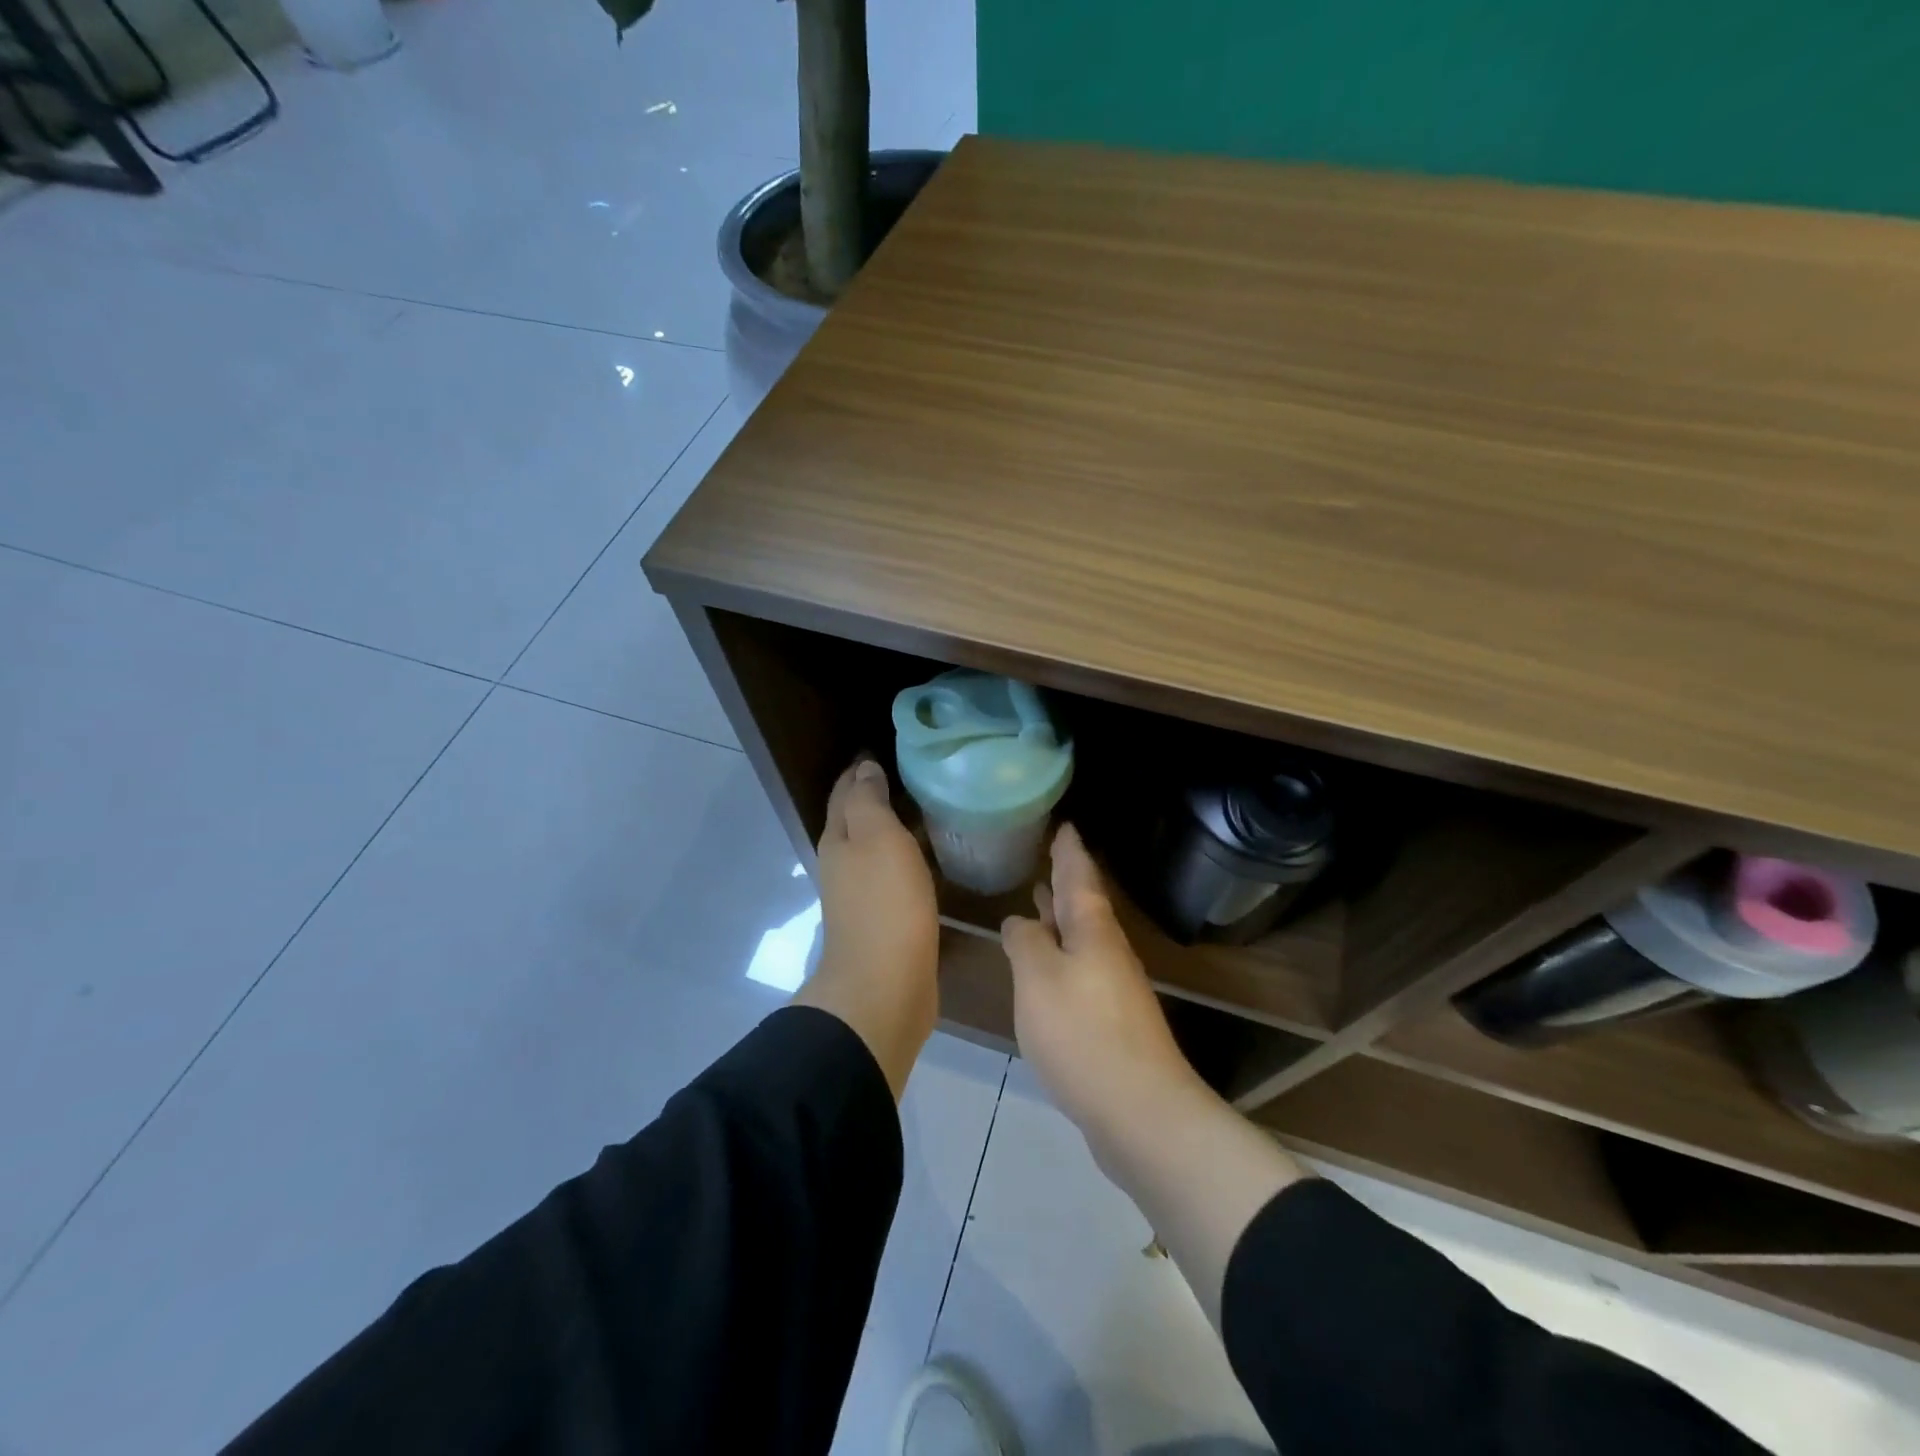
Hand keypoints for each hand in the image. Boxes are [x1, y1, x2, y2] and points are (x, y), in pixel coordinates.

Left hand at [793, 756, 940, 1098]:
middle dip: (876, 794)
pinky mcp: (884, 919)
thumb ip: (869, 801)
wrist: (884, 986)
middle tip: (916, 773)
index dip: (861, 769)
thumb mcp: (877, 838)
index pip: (845, 792)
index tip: (887, 749)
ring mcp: (861, 894)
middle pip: (856, 818)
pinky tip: (930, 857)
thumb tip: (864, 768)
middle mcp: (843, 863)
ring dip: (893, 827)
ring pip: (875, 847)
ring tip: (928, 808)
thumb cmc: (884, 904)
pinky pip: (893, 874)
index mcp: (838, 839)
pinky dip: (906, 857)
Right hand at [1001, 825, 1207, 1140]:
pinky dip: (1062, 954)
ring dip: (1062, 917)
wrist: (1139, 1111)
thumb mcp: (1038, 978)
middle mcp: (1107, 951)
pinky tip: (1046, 968)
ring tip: (1040, 900)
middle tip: (1050, 855)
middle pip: (1084, 904)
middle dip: (1066, 880)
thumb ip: (1026, 942)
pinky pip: (1080, 969)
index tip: (1064, 825)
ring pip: (1082, 937)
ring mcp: (1112, 987)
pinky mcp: (1110, 1021)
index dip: (1069, 850)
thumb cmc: (1082, 1033)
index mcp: (1092, 930)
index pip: (1079, 876)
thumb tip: (1020, 921)